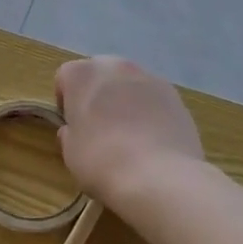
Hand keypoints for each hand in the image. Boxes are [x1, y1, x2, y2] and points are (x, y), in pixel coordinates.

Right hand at [56, 56, 203, 204]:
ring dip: (125, 101)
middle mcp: (116, 66)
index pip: (66, 76)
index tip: (71, 123)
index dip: (66, 100)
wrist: (159, 176)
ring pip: (130, 84)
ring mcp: (150, 78)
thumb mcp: (70, 152)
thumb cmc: (101, 160)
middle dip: (98, 94)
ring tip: (129, 136)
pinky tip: (152, 141)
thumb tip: (75, 130)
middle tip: (98, 125)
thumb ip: (70, 133)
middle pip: (101, 73)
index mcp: (83, 74)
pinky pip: (154, 99)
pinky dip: (150, 112)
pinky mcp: (176, 96)